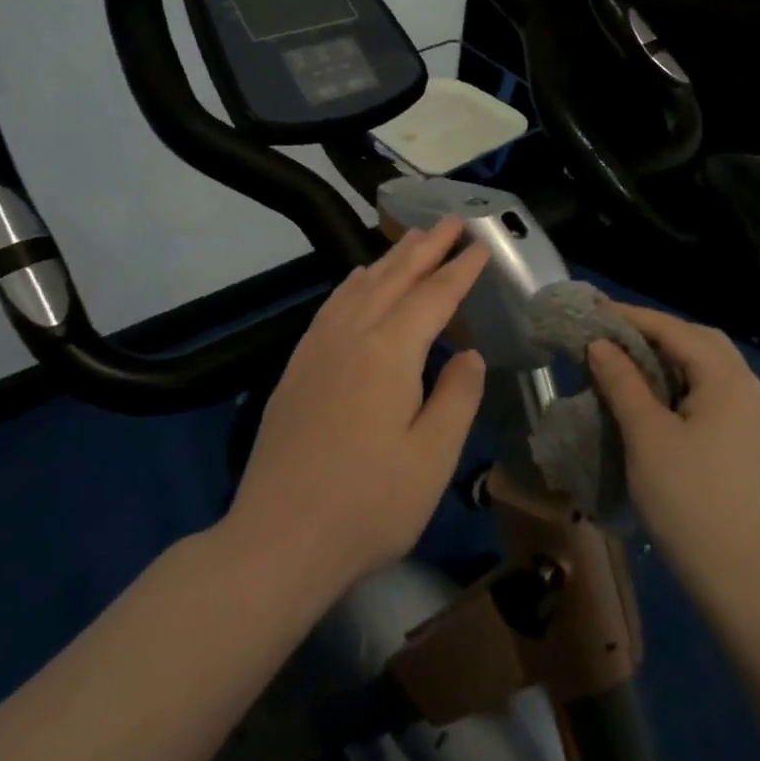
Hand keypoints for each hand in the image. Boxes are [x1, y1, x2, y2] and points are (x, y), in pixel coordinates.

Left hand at [227, 217, 490, 602]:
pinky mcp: (296, 369)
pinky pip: (331, 306)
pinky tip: (358, 282)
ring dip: (389, 259)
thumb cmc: (369, 504)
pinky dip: (353, 284)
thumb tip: (470, 354)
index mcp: (389, 352)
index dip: (460, 269)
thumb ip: (457, 397)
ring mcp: (317, 350)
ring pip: (359, 286)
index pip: (433, 296)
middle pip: (394, 278)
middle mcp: (350, 337)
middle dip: (426, 247)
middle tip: (451, 221)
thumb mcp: (433, 457)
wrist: (278, 540)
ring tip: (411, 239)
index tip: (481, 245)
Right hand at [587, 304, 759, 595]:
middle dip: (656, 333)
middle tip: (613, 335)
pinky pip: (715, 395)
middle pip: (700, 342)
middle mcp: (749, 390)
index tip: (593, 311)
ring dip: (671, 358)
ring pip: (710, 369)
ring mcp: (755, 419)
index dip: (632, 318)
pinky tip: (661, 400)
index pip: (675, 331)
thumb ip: (623, 382)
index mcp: (728, 379)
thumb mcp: (646, 436)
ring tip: (631, 363)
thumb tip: (600, 344)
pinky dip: (684, 384)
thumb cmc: (688, 499)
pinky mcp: (751, 445)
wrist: (740, 579)